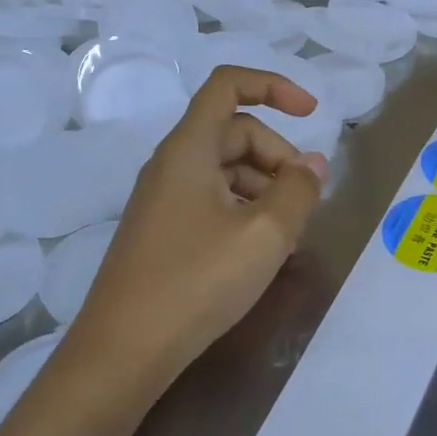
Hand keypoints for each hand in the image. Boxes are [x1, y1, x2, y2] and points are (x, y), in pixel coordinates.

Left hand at [68, 67, 327, 395]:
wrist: (123, 350)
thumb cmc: (196, 282)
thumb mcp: (265, 234)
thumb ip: (299, 191)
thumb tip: (313, 165)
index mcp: (189, 148)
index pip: (228, 85)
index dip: (275, 86)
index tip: (313, 114)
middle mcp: (172, 164)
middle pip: (235, 132)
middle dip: (279, 156)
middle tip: (306, 201)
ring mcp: (164, 199)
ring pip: (226, 170)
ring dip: (265, 188)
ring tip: (289, 234)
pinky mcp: (163, 231)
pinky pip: (212, 200)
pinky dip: (245, 211)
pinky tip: (262, 251)